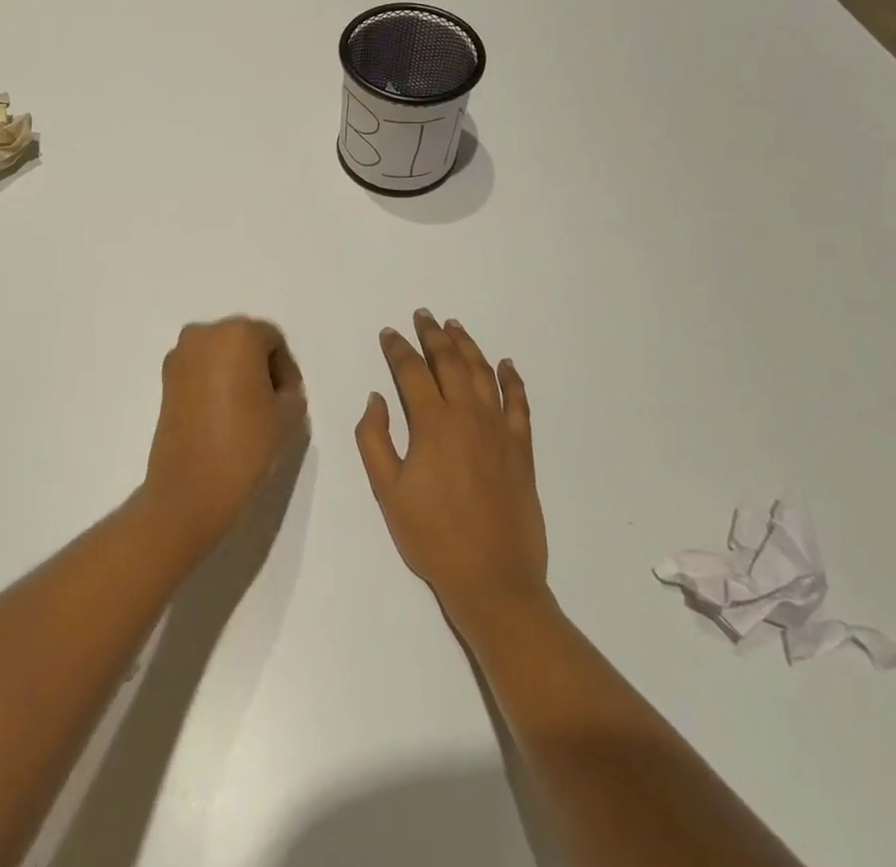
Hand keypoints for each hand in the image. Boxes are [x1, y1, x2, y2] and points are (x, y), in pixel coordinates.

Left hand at [142, 317, 307, 553]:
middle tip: (271, 403)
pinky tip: (223, 416)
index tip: (289, 400)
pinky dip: (213, 384)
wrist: (190, 490)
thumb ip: (290, 389)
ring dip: (235, 374)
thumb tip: (276, 387)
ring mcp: (179, 356)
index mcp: (237, 333)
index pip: (273, 340)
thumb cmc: (245, 445)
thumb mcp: (289, 415)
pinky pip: (200, 371)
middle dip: (260, 367)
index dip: (286, 370)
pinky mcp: (164, 380)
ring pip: (220, 355)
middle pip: (244, 342)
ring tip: (247, 412)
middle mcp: (204, 334)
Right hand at [356, 311, 548, 629]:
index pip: (411, 371)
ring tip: (455, 327)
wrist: (493, 579)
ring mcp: (499, 430)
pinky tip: (506, 364)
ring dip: (468, 346)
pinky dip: (512, 379)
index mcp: (432, 423)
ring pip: (483, 373)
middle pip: (449, 362)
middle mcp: (467, 415)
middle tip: (423, 315)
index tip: (389, 333)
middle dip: (433, 335)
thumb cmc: (432, 536)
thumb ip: (374, 439)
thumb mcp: (387, 491)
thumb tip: (376, 398)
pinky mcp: (521, 448)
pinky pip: (519, 403)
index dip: (398, 348)